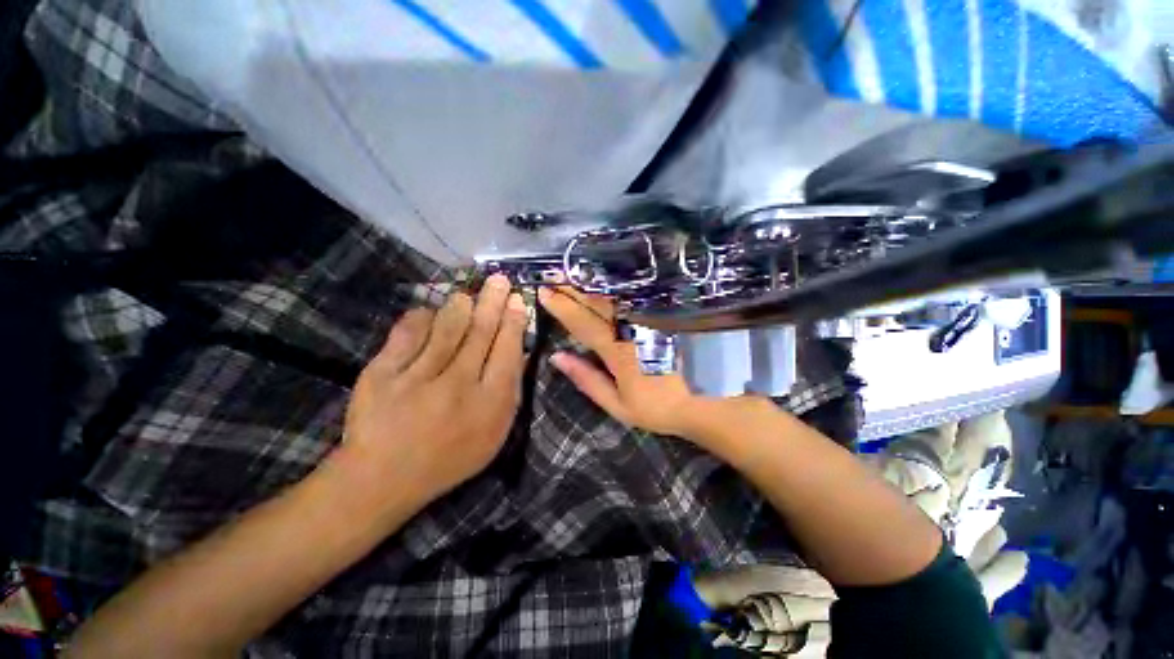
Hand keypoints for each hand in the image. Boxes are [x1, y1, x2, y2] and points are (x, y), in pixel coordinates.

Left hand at [339, 274, 528, 512]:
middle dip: (492, 302)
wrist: (382, 479)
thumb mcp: (493, 435)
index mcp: (488, 403)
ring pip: (446, 329)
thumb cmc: (449, 458)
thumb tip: (518, 353)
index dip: (514, 322)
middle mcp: (457, 385)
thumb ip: (509, 394)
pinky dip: (420, 318)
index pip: (507, 351)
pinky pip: (406, 334)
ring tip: (467, 294)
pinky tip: (429, 312)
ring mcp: (417, 378)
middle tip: (499, 280)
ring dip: (460, 306)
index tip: (518, 301)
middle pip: (480, 333)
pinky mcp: (382, 374)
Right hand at [538, 286, 768, 439]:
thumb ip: (587, 379)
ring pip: (614, 294)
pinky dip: (617, 284)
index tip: (543, 291)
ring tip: (573, 272)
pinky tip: (607, 278)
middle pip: (596, 302)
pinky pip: (636, 293)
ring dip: (592, 282)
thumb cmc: (661, 406)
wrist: (710, 397)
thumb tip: (557, 357)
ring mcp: (650, 316)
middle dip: (572, 286)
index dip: (560, 306)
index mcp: (616, 350)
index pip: (581, 322)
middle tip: (553, 273)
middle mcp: (631, 326)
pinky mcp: (664, 311)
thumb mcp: (619, 404)